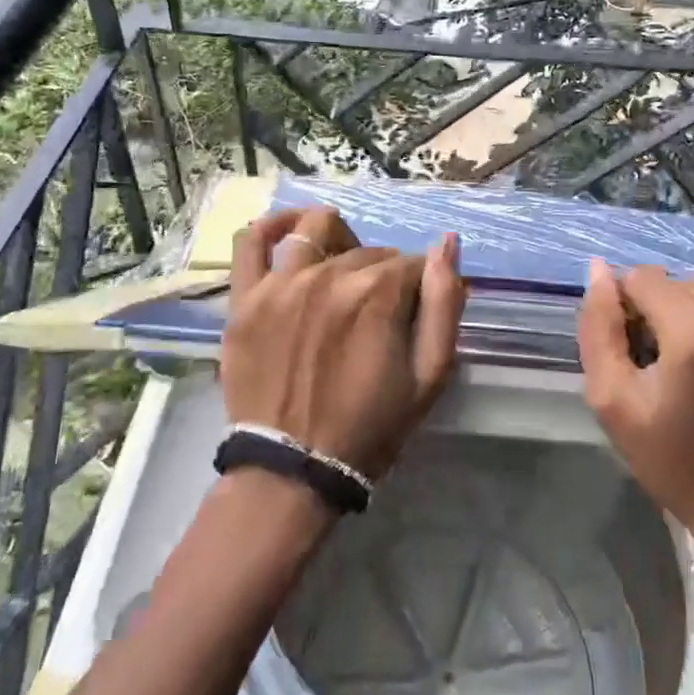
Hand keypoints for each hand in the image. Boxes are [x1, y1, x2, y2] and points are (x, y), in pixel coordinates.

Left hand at [221, 206, 465, 477]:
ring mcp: (282, 283)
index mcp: (378, 294)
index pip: (411, 264)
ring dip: (338, 242)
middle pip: (368, 251)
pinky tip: (289, 228)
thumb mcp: (429, 375)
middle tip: (376, 316)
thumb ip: (444, 305)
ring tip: (339, 271)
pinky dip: (272, 224)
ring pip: (318, 231)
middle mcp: (329, 275)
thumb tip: (448, 244)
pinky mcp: (246, 298)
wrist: (293, 469)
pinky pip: (252, 241)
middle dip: (382, 274)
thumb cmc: (370, 426)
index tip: (412, 316)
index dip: (418, 288)